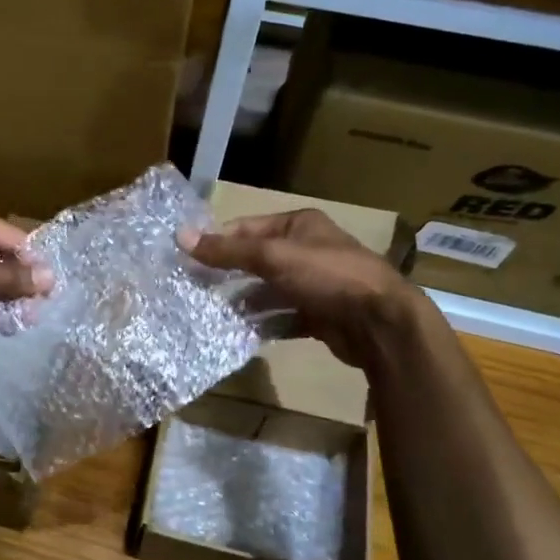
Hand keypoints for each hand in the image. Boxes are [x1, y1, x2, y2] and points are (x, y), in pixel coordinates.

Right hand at [180, 209, 421, 369]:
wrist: (380, 323)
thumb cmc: (326, 276)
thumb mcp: (272, 257)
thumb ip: (227, 250)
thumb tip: (179, 236)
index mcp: (299, 225)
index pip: (246, 228)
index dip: (217, 241)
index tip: (186, 259)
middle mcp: (307, 250)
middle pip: (256, 260)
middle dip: (227, 275)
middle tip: (192, 291)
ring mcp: (314, 285)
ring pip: (268, 292)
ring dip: (243, 303)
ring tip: (210, 315)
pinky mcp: (318, 315)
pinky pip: (282, 318)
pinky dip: (263, 324)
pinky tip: (239, 334)